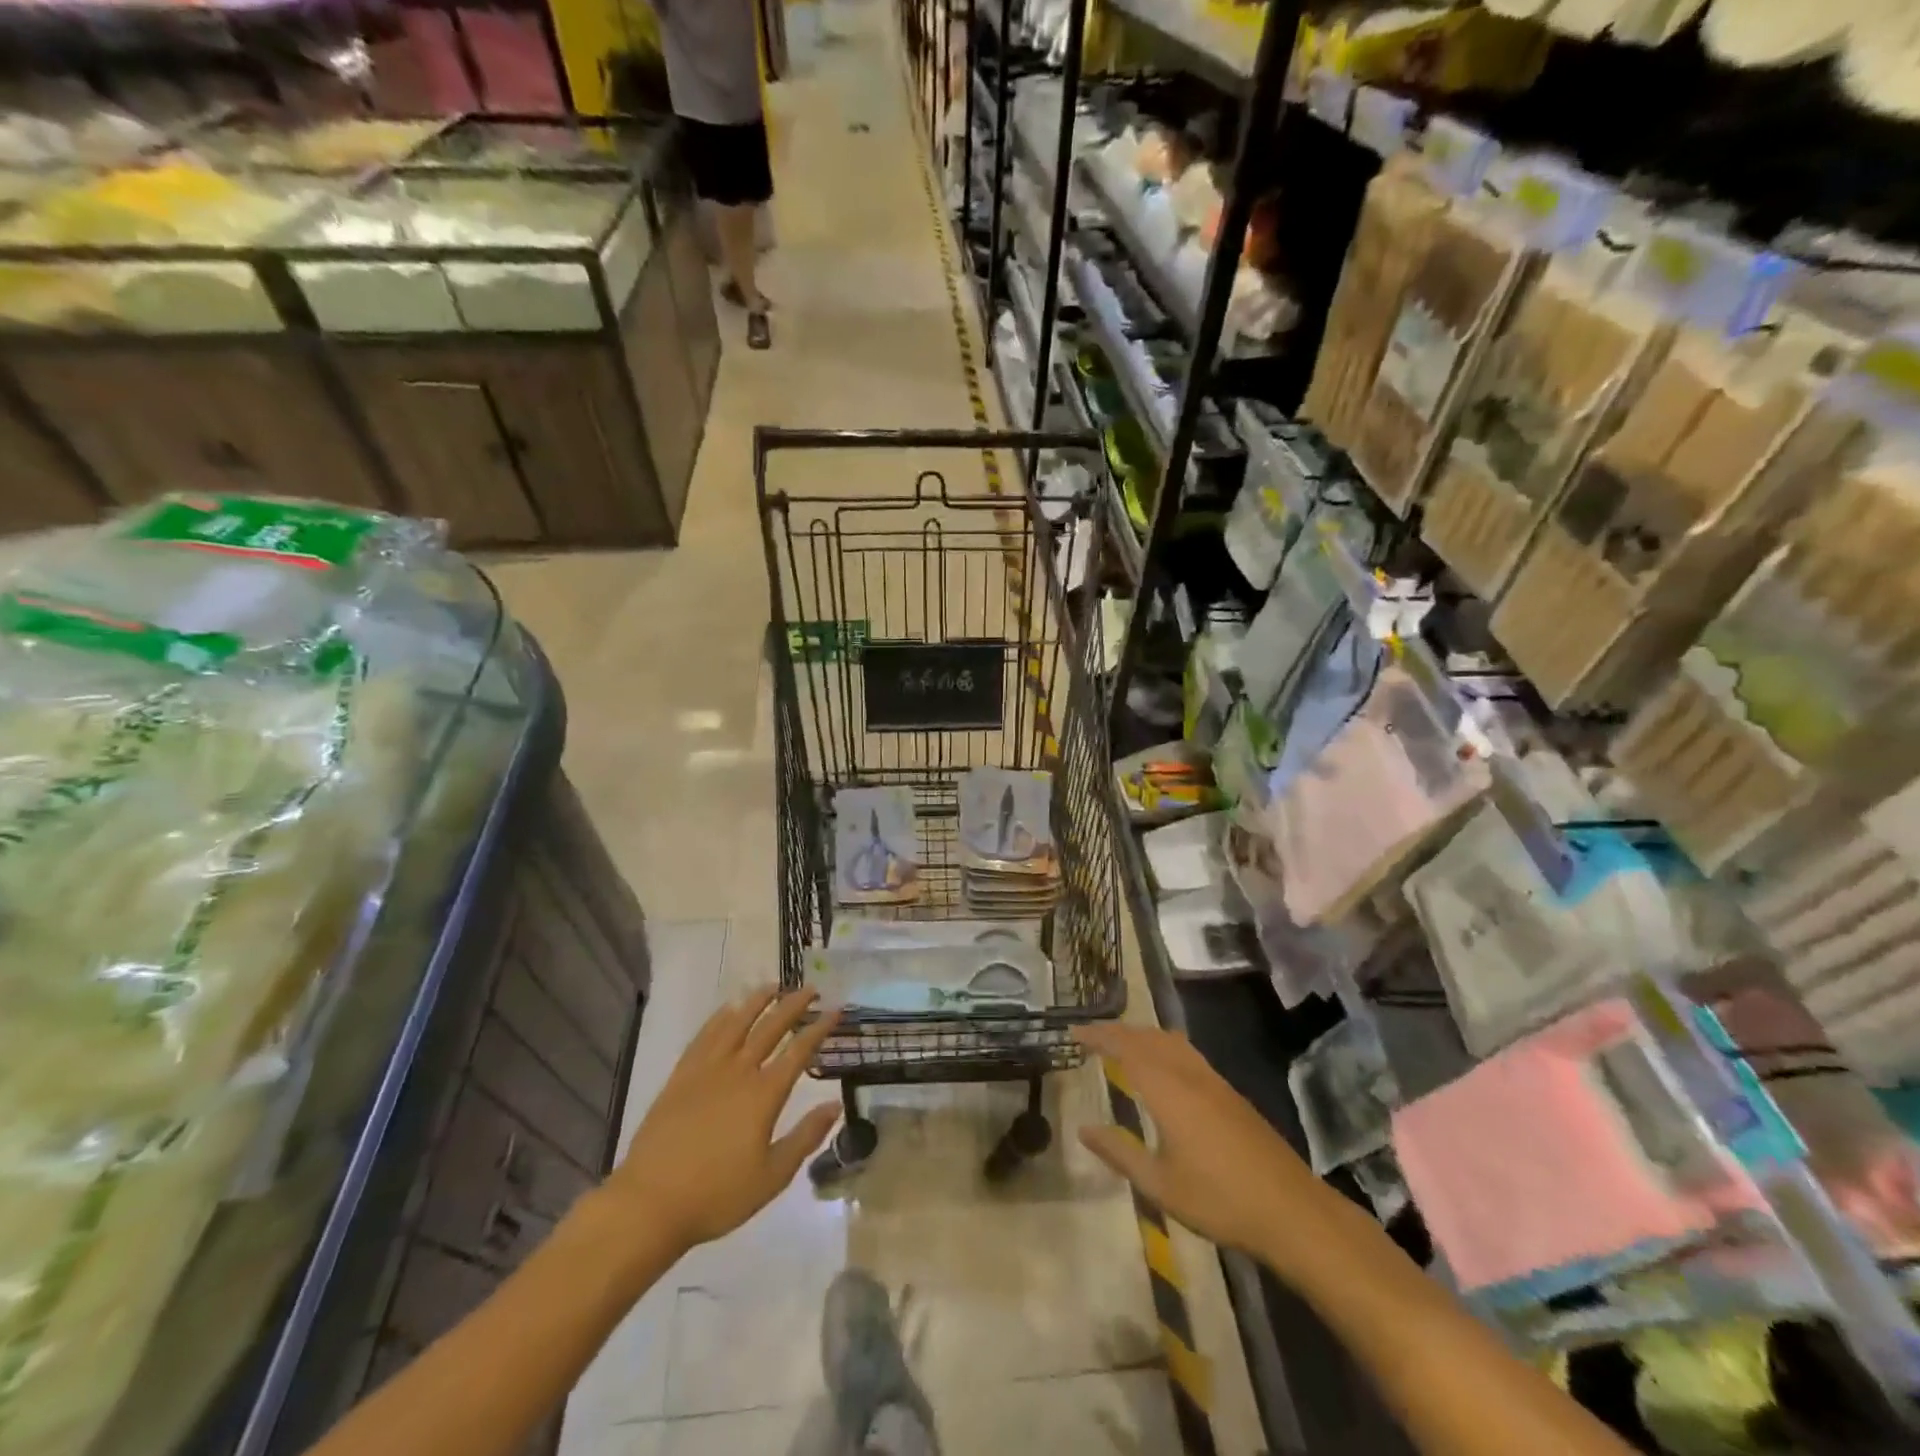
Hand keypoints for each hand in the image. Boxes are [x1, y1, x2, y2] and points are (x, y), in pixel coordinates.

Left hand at [606, 988, 841, 1257]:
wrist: (650, 1204)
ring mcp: (706, 1071)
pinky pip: (704, 1037)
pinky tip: (727, 1010)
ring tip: (772, 986)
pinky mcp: (680, 1077)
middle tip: (810, 988)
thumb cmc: (717, 1195)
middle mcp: (738, 1072)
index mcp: (764, 1094)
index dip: (819, 1028)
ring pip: (736, 1023)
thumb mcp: (772, 1176)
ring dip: (757, 1001)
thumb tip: (835, 1106)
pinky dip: (719, 1018)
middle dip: (793, 1005)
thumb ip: (805, 1137)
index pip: (799, 1051)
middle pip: (770, 1027)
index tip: (835, 1009)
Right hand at [1072, 1023, 1344, 1277]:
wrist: (1291, 1210)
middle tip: (1091, 1035)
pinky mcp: (1230, 1093)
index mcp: (1168, 1090)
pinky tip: (1163, 1066)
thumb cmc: (1219, 1200)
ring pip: (1171, 1041)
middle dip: (1117, 1031)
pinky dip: (1163, 1046)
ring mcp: (1214, 1081)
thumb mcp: (1160, 1185)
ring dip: (1142, 1035)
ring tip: (1121, 1044)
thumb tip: (1083, 1129)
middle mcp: (1189, 1074)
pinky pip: (1187, 1053)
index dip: (1099, 1036)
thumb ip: (1120, 1153)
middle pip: (1148, 1037)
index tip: (1074, 1032)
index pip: (1126, 1048)